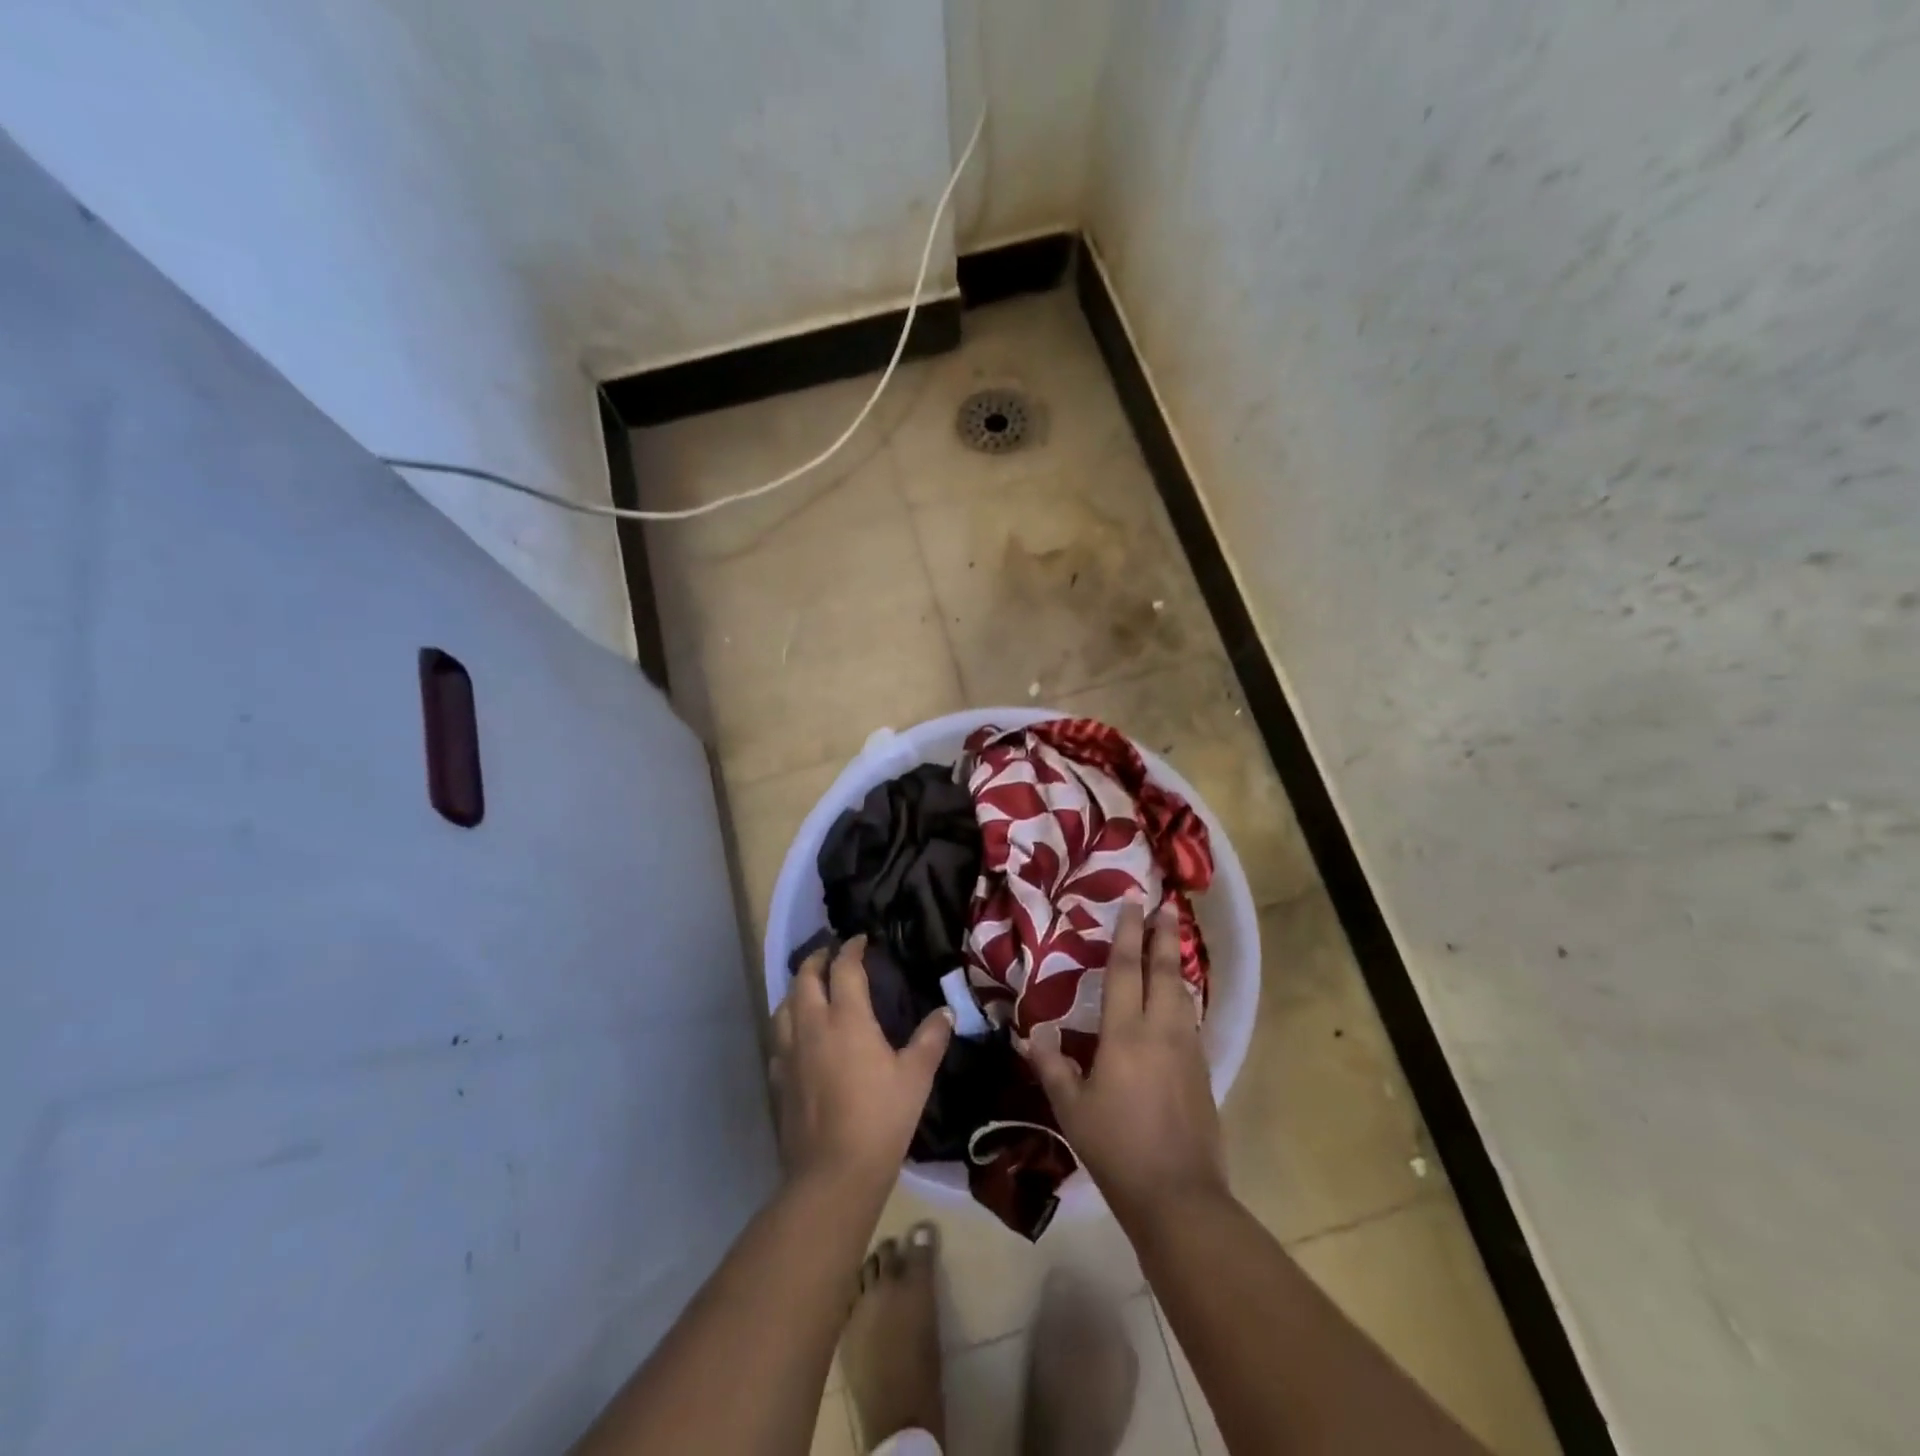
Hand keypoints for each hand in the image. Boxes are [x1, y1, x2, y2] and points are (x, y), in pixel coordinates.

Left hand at [770, 936, 953, 1194]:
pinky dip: (787, 1024)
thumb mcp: (916, 1077)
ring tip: (811, 988)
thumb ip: (931, 1039)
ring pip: (784, 1005)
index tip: (860, 940)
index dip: (852, 949)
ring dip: (798, 989)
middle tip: (831, 954)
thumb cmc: (881, 1118)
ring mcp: (789, 1052)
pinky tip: (798, 1035)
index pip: (844, 968)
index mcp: (846, 1018)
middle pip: (806, 978)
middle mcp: (812, 1026)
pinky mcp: (778, 1078)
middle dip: (818, 959)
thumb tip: (946, 1012)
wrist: (833, 1173)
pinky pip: (778, 1038)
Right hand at [1021, 902, 1227, 1224]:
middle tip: (1167, 906)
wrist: (1178, 1196)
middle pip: (1166, 971)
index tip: (1133, 902)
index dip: (1128, 933)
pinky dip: (1184, 998)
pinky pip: (1192, 1020)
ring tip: (1173, 944)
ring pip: (1184, 994)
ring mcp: (1188, 1050)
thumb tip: (1037, 1033)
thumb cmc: (1116, 1149)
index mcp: (1126, 1035)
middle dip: (1165, 935)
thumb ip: (1052, 1066)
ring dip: (1177, 964)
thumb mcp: (1071, 1109)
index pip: (1127, 970)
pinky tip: (1179, 1002)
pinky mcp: (1203, 1071)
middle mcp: (1162, 1031)